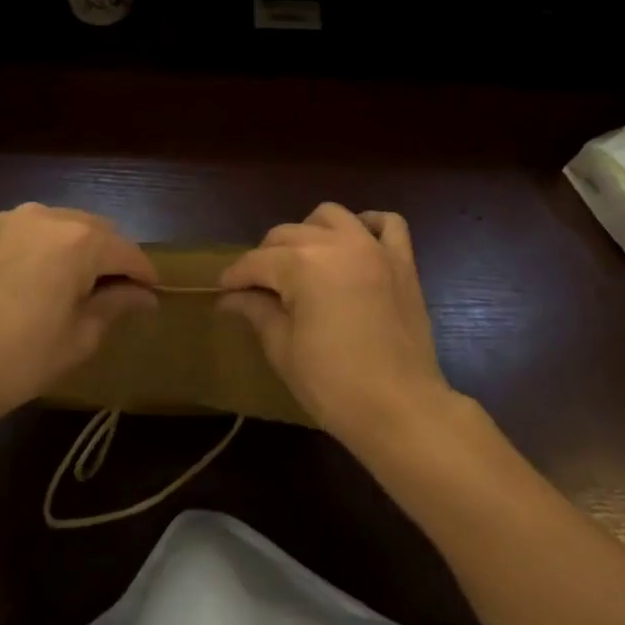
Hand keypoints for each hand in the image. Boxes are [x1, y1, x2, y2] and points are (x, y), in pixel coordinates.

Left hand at [0, 204, 157, 438]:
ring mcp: (10, 220)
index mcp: (79, 240)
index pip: (127, 251)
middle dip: (110, 257)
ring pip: (61, 226)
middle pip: (96, 230)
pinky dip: (42, 248)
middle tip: (114, 291)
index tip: (152, 293)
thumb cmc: (21, 359)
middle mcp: (47, 216)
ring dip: (76, 248)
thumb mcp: (80, 337)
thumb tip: (145, 296)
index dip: (144, 273)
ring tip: (73, 283)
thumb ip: (117, 305)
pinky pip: (27, 231)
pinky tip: (35, 279)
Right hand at [220, 203, 453, 451]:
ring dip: (309, 232)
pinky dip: (369, 225)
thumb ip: (257, 311)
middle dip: (265, 257)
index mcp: (302, 264)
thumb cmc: (333, 384)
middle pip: (288, 234)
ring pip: (330, 216)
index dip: (234, 277)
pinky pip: (388, 223)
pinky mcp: (402, 262)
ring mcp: (373, 248)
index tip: (222, 292)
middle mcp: (336, 243)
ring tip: (302, 262)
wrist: (400, 409)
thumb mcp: (283, 349)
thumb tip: (229, 298)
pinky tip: (354, 243)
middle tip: (258, 288)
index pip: (256, 261)